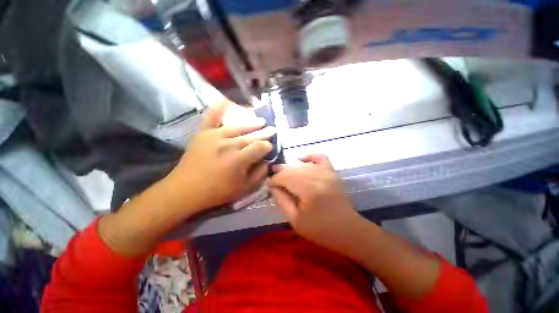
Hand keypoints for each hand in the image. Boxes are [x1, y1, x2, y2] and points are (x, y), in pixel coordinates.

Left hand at [167, 100, 275, 211]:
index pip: (260, 147)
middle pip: (251, 136)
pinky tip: (226, 100)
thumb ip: (259, 175)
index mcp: (239, 159)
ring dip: (251, 124)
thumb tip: (266, 162)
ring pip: (237, 127)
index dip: (267, 147)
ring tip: (261, 121)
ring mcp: (214, 136)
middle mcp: (228, 145)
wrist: (185, 190)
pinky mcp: (202, 134)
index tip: (270, 148)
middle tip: (272, 129)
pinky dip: (218, 108)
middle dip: (264, 133)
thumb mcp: (244, 189)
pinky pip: (211, 118)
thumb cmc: (217, 191)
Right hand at [268, 154, 362, 250]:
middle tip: (273, 178)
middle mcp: (319, 177)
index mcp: (309, 191)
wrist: (348, 230)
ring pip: (303, 165)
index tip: (269, 185)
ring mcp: (327, 173)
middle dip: (280, 173)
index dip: (274, 180)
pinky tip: (301, 159)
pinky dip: (309, 156)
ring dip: (290, 168)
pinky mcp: (333, 173)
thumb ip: (282, 201)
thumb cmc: (321, 230)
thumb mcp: (295, 220)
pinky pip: (321, 157)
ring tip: (282, 172)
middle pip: (293, 169)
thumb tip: (273, 187)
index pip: (285, 178)